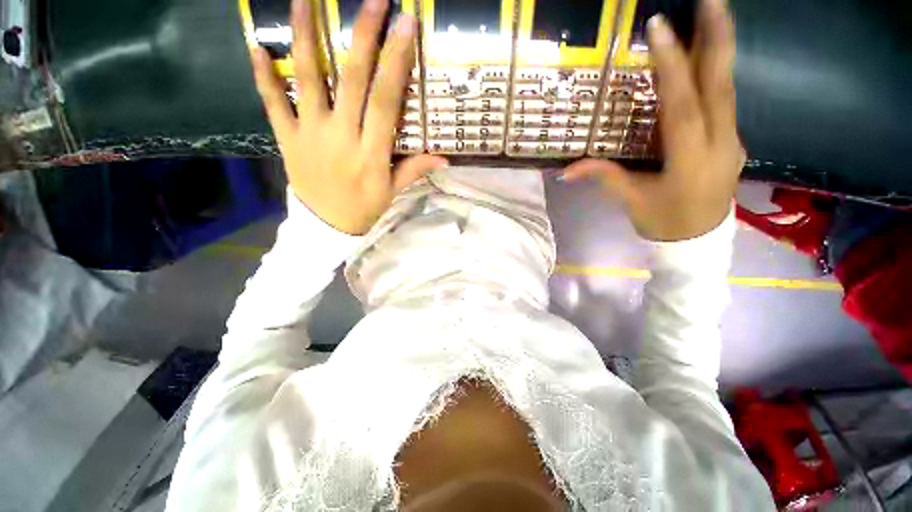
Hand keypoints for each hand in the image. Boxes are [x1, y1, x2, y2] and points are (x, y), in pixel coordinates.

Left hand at [249, 0, 446, 234]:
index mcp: (371, 153)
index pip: (386, 101)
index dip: (396, 62)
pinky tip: (257, 46)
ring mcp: (310, 134)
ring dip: (305, 38)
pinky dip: (264, 76)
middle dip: (363, 36)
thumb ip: (415, 169)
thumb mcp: (393, 191)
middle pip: (351, 80)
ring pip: (308, 81)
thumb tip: (445, 157)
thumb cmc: (364, 208)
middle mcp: (341, 137)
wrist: (326, 226)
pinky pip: (272, 104)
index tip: (405, 25)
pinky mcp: (287, 138)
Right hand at [564, 0, 743, 240]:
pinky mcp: (732, 140)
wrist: (698, 242)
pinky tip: (705, 58)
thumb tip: (566, 170)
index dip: (672, 67)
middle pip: (720, 85)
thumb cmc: (662, 222)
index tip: (660, 28)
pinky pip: (724, 101)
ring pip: (727, 88)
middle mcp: (720, 143)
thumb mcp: (630, 200)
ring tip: (711, 14)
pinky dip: (714, 75)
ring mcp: (732, 140)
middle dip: (716, 38)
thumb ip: (603, 177)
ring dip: (719, 49)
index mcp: (691, 160)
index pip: (682, 106)